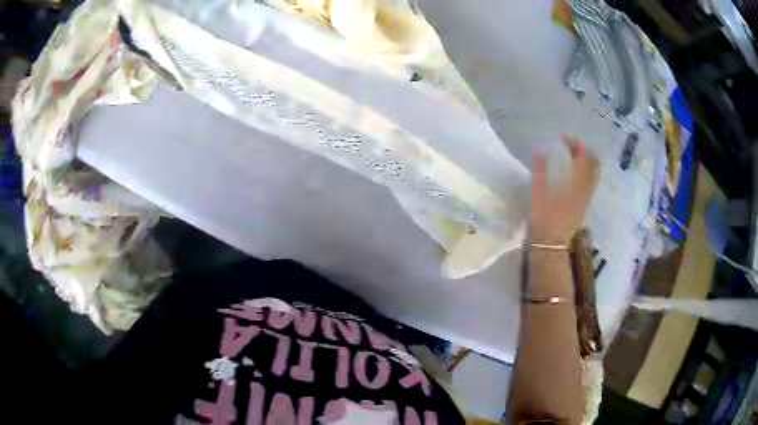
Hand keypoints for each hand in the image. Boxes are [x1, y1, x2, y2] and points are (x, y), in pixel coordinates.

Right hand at [530, 136, 599, 244]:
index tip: (563, 137)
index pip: (580, 157)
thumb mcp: (538, 196)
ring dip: (589, 161)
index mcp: (575, 185)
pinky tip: (578, 172)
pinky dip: (588, 172)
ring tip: (578, 155)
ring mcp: (586, 199)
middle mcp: (585, 190)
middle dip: (586, 151)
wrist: (551, 247)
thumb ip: (540, 172)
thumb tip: (540, 150)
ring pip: (594, 175)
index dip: (573, 144)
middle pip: (594, 165)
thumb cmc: (543, 222)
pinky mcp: (583, 206)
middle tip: (574, 144)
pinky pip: (591, 184)